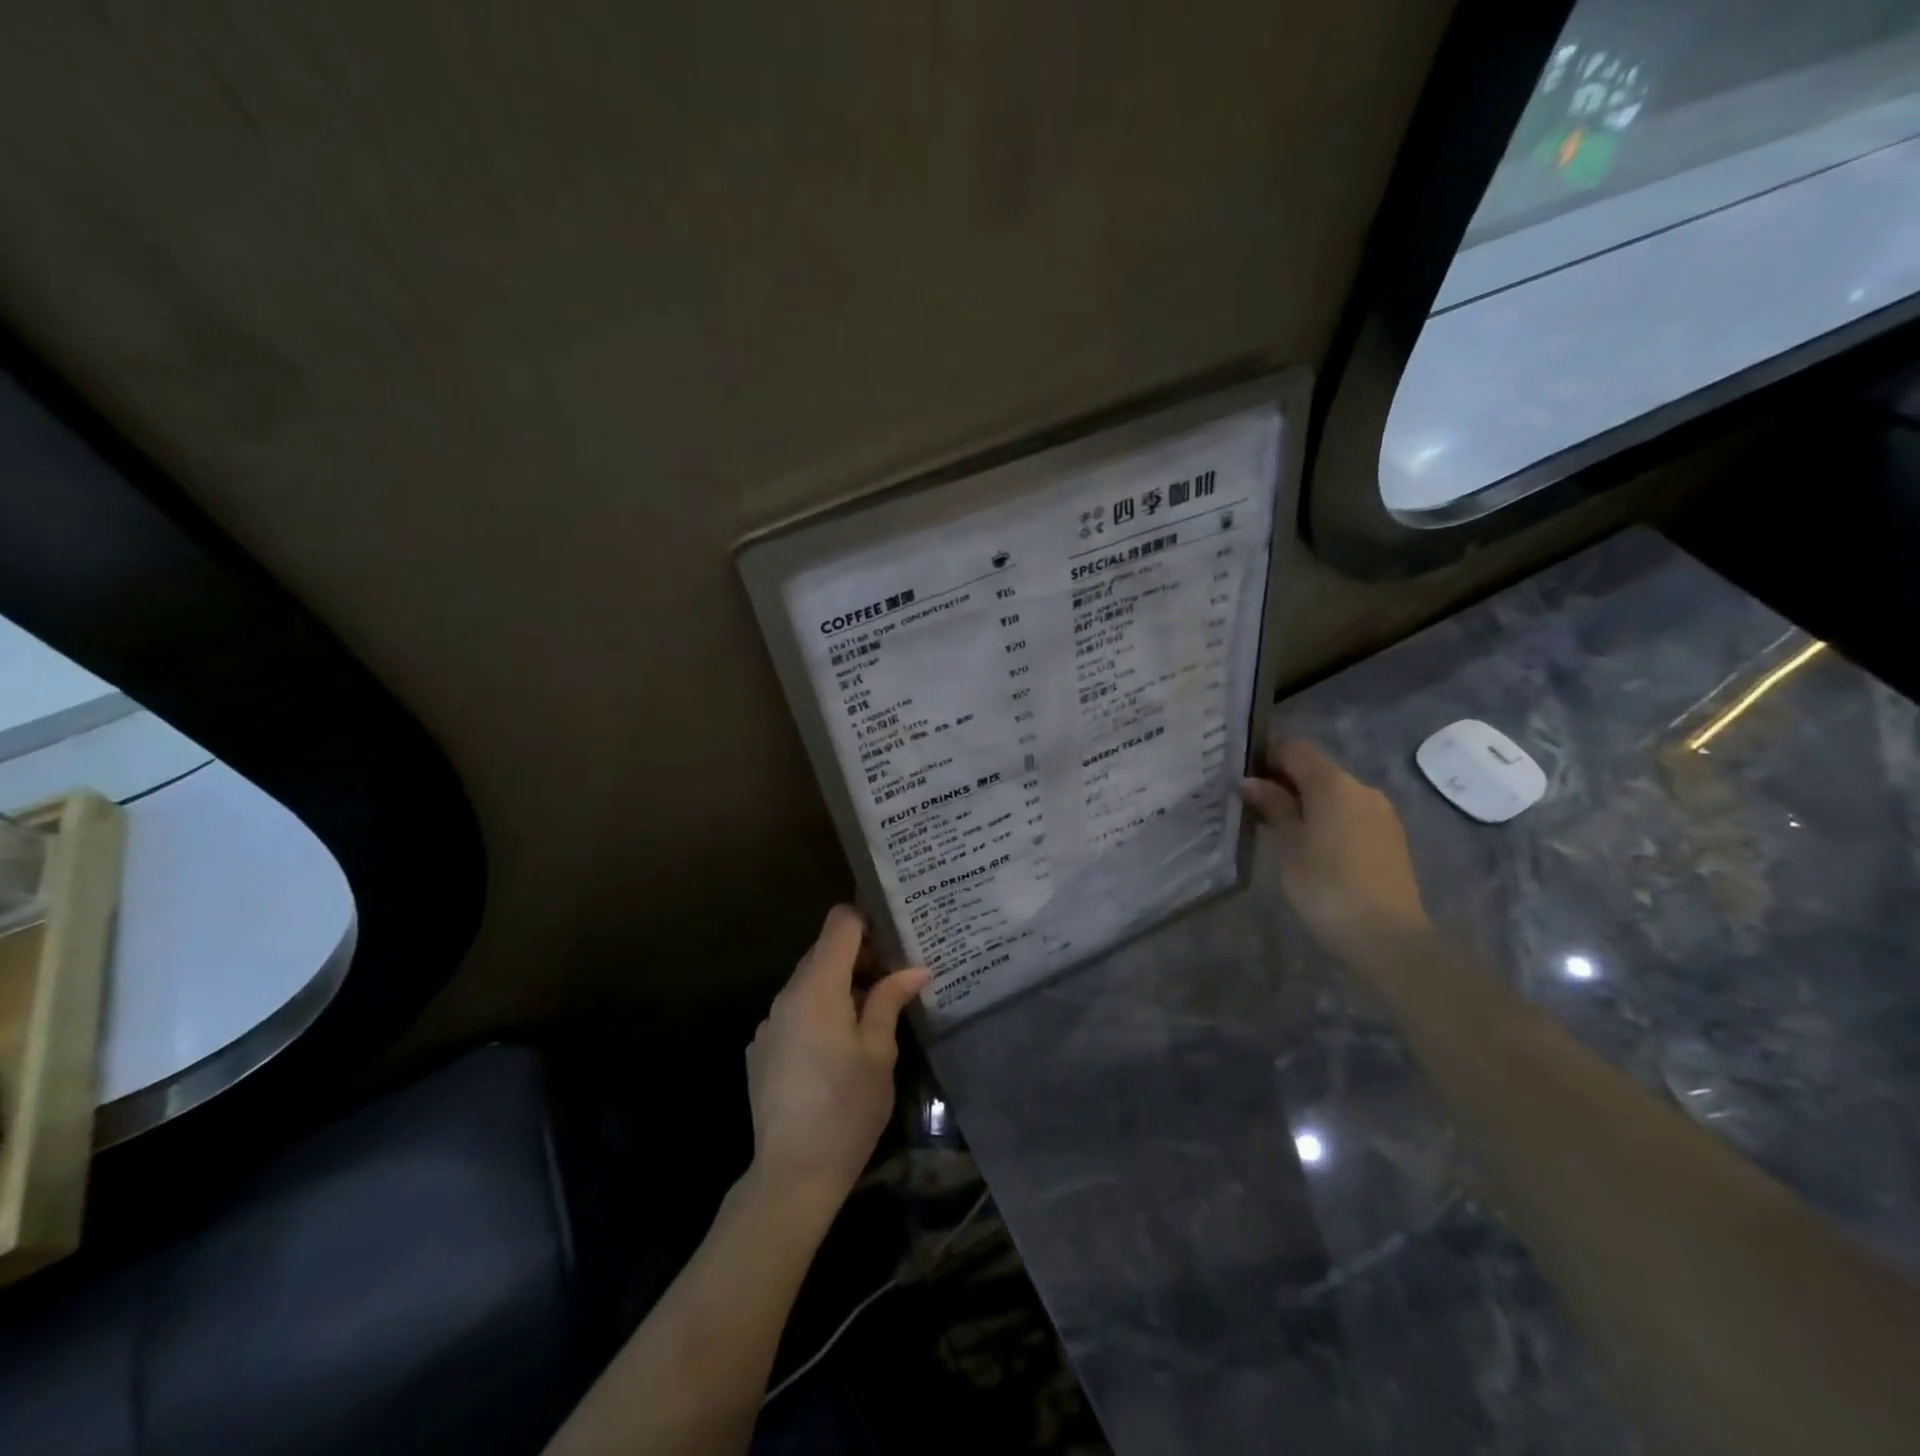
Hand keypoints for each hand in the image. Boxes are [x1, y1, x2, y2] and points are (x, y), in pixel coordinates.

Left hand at [745, 905, 930, 1207]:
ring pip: (808, 983)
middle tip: (892, 983)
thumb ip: (890, 1000)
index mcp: (818, 987)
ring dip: (838, 987)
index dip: (868, 922)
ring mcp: (769, 1023)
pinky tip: (835, 1050)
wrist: (792, 1174)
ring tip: (868, 1017)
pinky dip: (817, 1013)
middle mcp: (787, 995)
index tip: (894, 944)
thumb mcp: (879, 1052)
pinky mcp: (761, 1049)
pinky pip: (793, 1012)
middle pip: (823, 951)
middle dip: (859, 958)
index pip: (839, 923)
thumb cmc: (847, 1108)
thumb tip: (914, 969)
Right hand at [1239, 737, 1429, 965]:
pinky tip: (1312, 846)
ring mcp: (1381, 812)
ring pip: (1334, 793)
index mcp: (1333, 783)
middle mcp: (1361, 788)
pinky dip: (1327, 818)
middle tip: (1254, 806)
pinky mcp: (1390, 836)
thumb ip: (1272, 806)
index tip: (1243, 778)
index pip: (1294, 748)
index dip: (1266, 756)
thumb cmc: (1326, 886)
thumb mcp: (1288, 845)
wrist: (1388, 936)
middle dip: (1284, 781)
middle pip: (1316, 769)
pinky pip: (1351, 813)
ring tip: (1280, 829)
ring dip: (1307, 802)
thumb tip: (1250, 781)